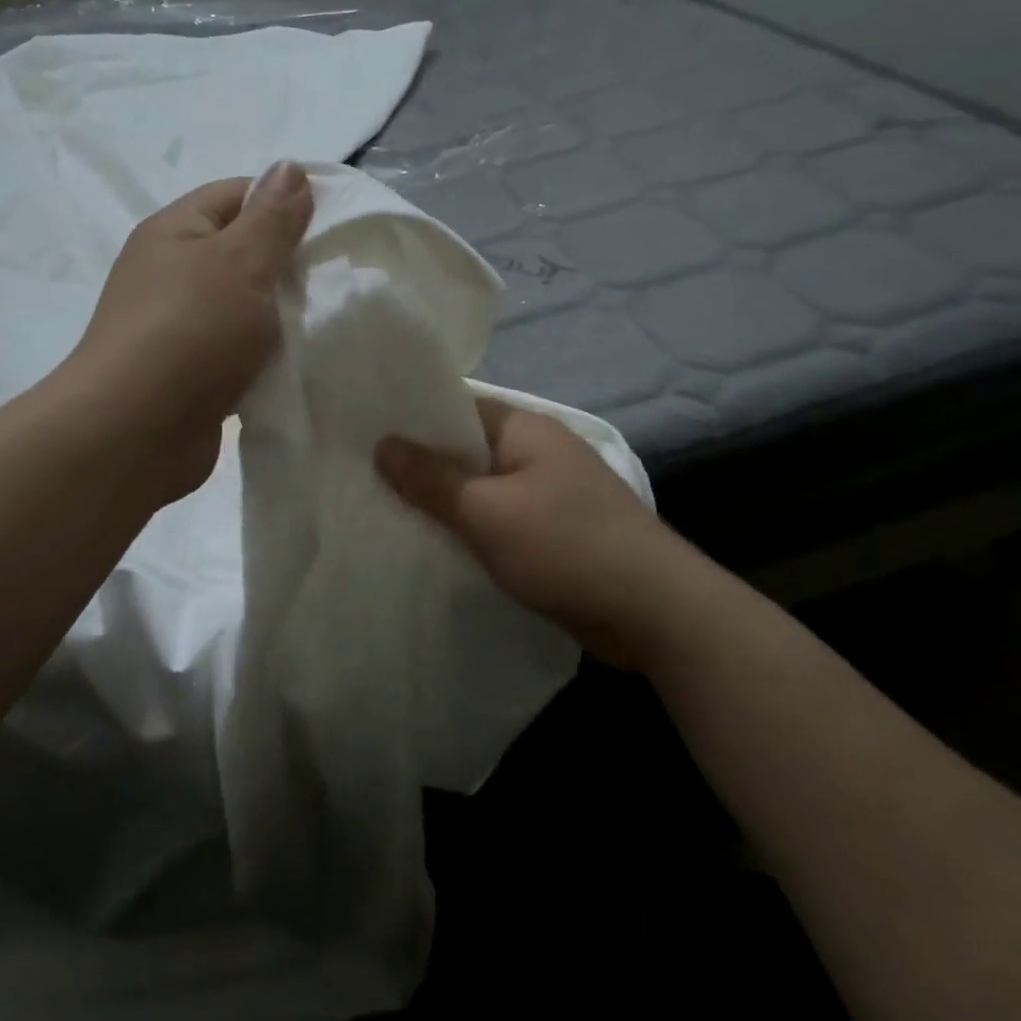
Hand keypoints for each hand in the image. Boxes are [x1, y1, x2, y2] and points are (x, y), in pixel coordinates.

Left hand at [66, 164, 312, 503]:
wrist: (135, 432)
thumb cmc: (191, 332)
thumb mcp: (241, 262)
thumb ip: (272, 218)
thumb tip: (290, 167)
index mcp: (175, 231)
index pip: (238, 194)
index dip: (286, 203)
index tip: (334, 227)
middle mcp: (171, 272)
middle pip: (242, 252)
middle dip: (289, 264)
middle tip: (335, 279)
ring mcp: (178, 326)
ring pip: (243, 306)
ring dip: (279, 316)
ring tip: (325, 322)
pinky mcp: (190, 373)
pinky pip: (237, 351)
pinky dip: (265, 356)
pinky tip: (298, 363)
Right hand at [376, 400, 676, 668]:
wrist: (655, 612)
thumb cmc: (565, 545)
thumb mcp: (487, 511)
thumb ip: (432, 479)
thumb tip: (382, 444)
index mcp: (524, 429)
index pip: (455, 409)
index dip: (412, 422)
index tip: (366, 438)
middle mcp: (538, 452)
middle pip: (466, 452)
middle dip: (423, 469)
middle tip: (366, 482)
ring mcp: (550, 493)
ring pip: (481, 490)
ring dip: (447, 505)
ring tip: (390, 516)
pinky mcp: (556, 532)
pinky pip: (500, 521)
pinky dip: (473, 531)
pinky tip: (439, 548)